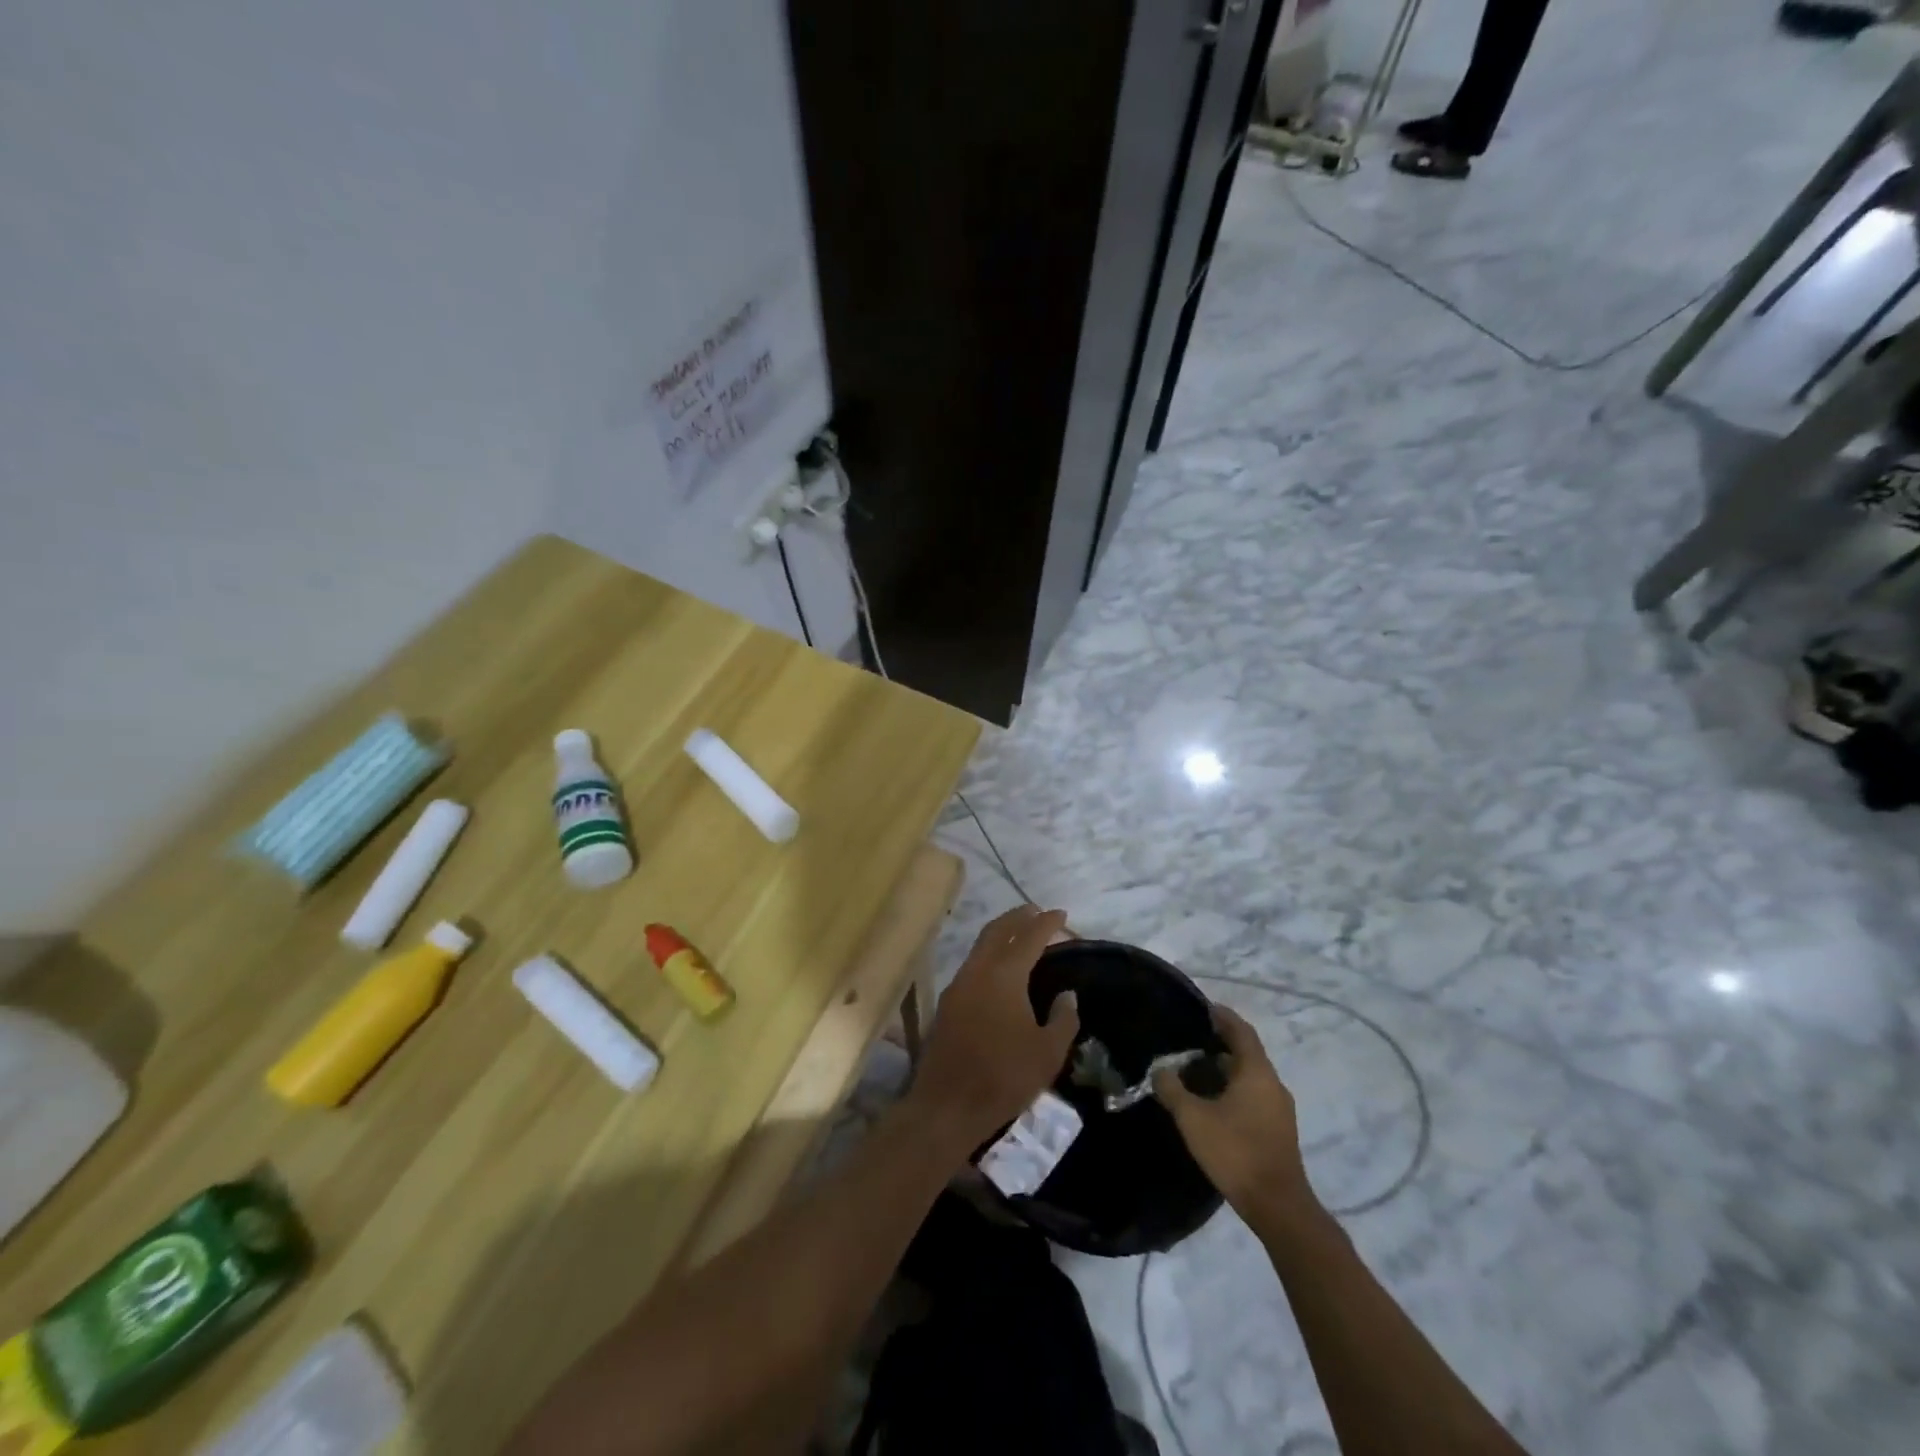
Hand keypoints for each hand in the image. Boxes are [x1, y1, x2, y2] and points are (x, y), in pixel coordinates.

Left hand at [908, 905, 1078, 1149]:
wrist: (947, 1105)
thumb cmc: (1004, 1077)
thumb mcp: (1048, 1053)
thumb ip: (1063, 1019)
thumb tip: (1067, 995)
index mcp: (1004, 975)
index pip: (1029, 937)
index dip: (1047, 922)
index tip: (1062, 914)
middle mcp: (977, 970)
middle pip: (997, 930)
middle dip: (1018, 916)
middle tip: (1037, 912)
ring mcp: (957, 985)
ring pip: (980, 945)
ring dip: (1001, 933)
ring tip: (1020, 934)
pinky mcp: (947, 1003)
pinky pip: (971, 964)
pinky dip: (989, 954)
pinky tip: (999, 968)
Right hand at [1154, 1004, 1318, 1228]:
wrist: (1278, 1206)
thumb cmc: (1236, 1151)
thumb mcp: (1193, 1118)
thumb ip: (1173, 1089)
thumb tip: (1160, 1071)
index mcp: (1257, 1072)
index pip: (1241, 1030)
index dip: (1222, 1016)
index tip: (1202, 1008)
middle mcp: (1272, 1083)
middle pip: (1246, 1052)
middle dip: (1219, 1043)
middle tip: (1188, 1041)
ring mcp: (1279, 1109)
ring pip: (1249, 1076)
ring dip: (1224, 1069)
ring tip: (1193, 1071)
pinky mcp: (1278, 1130)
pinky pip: (1253, 1096)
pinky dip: (1232, 1089)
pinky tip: (1211, 1102)